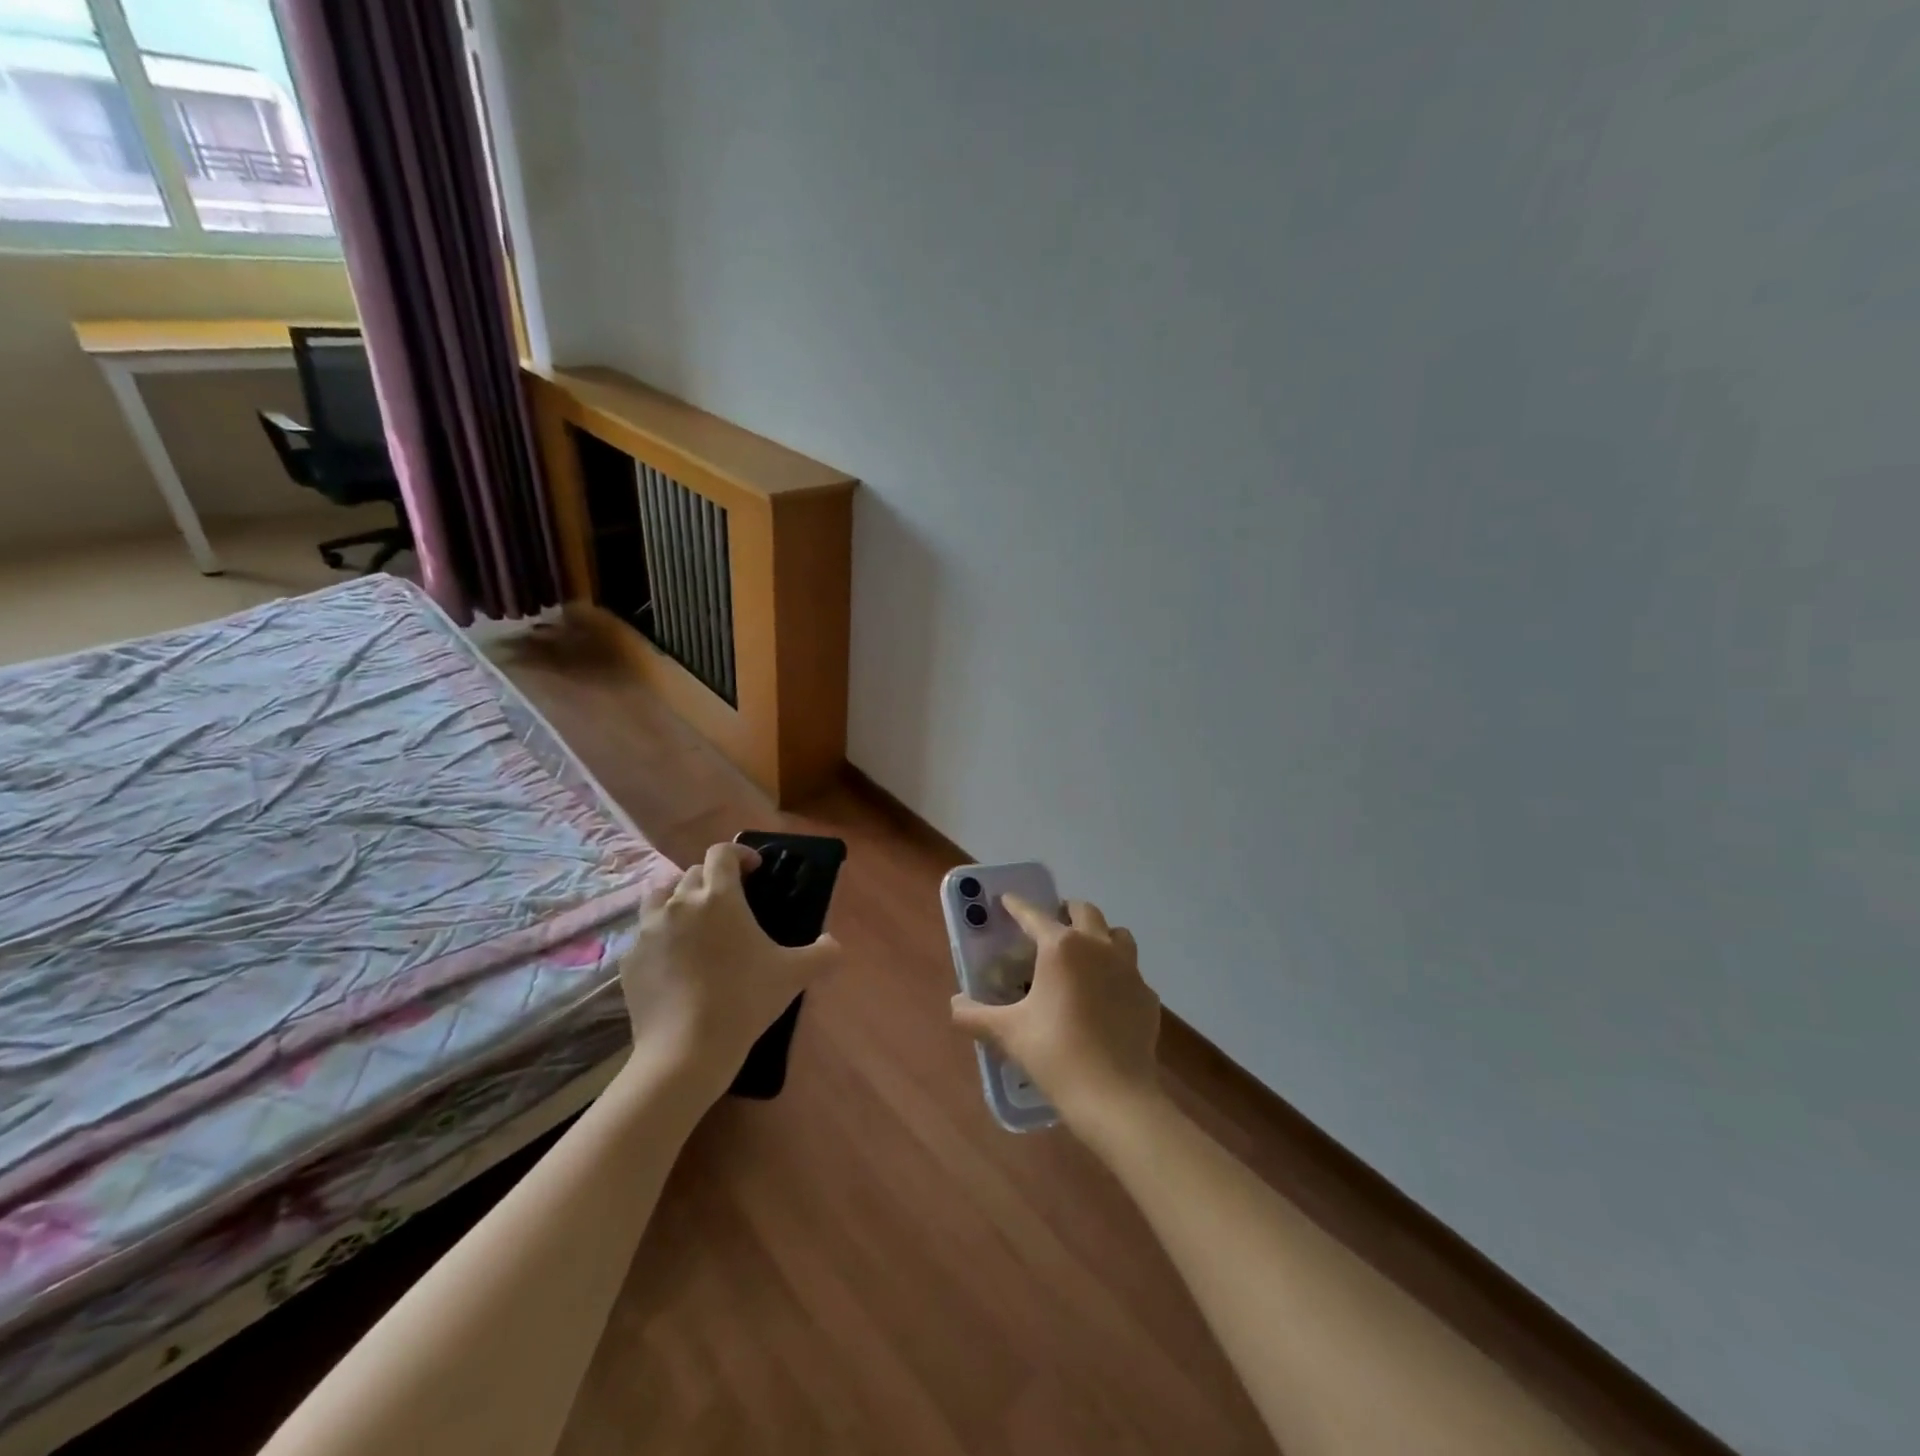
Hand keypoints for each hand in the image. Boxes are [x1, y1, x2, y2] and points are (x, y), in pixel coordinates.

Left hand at [618, 842, 840, 1097]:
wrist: (685, 1051)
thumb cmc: (744, 1000)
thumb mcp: (794, 975)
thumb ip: (822, 953)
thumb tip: (833, 944)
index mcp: (719, 896)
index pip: (722, 853)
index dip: (740, 854)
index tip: (754, 870)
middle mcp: (679, 902)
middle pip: (692, 873)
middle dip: (712, 880)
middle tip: (730, 904)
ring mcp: (648, 930)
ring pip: (659, 896)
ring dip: (678, 900)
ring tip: (694, 923)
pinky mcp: (629, 958)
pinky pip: (644, 934)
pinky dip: (660, 936)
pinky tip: (674, 961)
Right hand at [951, 894, 1162, 1132]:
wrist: (1114, 1096)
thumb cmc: (1055, 1053)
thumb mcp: (1007, 1033)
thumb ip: (974, 1015)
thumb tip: (954, 1004)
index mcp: (1061, 947)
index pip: (1034, 915)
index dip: (1017, 905)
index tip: (1007, 900)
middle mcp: (1098, 946)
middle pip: (1084, 911)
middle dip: (1065, 911)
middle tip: (1051, 926)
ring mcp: (1129, 969)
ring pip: (1117, 934)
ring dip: (1100, 935)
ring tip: (1084, 954)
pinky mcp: (1147, 996)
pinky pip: (1131, 972)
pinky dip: (1117, 974)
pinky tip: (1106, 996)